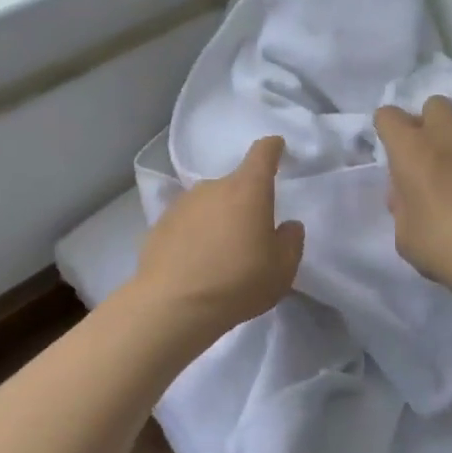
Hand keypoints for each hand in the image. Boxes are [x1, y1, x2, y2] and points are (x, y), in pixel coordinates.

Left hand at [133, 136, 304, 336]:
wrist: (173, 305)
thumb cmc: (237, 282)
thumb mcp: (282, 269)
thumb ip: (291, 241)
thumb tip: (288, 226)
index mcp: (248, 189)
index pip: (262, 153)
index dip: (272, 148)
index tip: (277, 148)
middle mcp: (213, 186)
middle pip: (235, 184)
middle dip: (245, 202)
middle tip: (250, 235)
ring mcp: (183, 203)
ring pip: (209, 203)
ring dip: (218, 219)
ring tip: (221, 253)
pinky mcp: (160, 224)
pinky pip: (187, 222)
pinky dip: (194, 234)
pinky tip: (195, 262)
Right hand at [374, 96, 451, 296]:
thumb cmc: (443, 245)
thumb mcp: (404, 233)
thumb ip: (401, 203)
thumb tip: (406, 192)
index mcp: (410, 148)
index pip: (387, 115)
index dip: (388, 129)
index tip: (393, 149)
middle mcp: (444, 133)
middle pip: (434, 104)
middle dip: (430, 122)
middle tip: (432, 152)